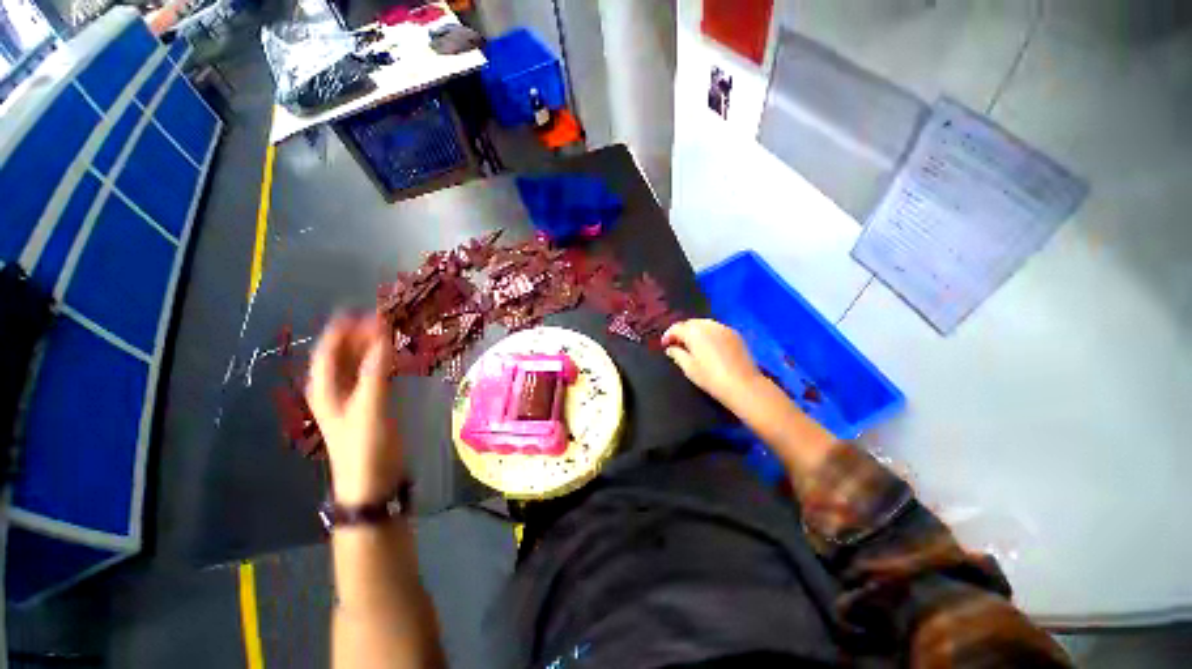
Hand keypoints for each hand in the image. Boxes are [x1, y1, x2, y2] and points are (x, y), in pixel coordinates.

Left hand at [307, 314, 403, 505]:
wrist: (373, 480)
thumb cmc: (365, 444)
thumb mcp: (370, 406)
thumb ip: (376, 370)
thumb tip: (383, 335)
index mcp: (325, 387)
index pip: (329, 350)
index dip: (344, 329)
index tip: (365, 310)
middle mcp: (335, 388)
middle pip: (343, 354)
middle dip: (360, 335)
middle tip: (384, 318)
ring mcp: (353, 396)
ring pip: (358, 363)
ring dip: (371, 346)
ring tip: (391, 331)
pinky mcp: (370, 403)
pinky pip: (373, 374)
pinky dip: (381, 361)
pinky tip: (394, 355)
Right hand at [661, 319, 763, 407]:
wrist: (743, 385)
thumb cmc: (711, 378)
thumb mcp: (689, 368)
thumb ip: (677, 355)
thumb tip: (671, 349)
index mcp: (694, 332)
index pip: (676, 328)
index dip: (668, 335)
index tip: (664, 345)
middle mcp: (708, 325)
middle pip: (690, 323)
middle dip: (682, 332)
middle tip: (677, 344)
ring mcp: (724, 328)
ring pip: (704, 324)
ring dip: (695, 331)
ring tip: (692, 344)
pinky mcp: (735, 334)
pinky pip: (716, 329)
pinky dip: (708, 333)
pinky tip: (708, 345)